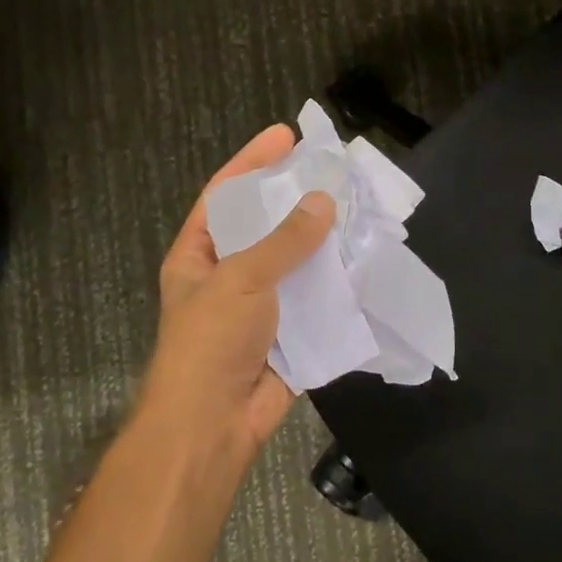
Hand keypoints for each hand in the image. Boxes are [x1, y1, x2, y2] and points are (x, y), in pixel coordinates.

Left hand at [139, 125, 335, 455]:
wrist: (211, 427)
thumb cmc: (211, 342)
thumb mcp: (241, 280)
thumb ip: (283, 242)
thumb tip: (323, 203)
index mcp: (199, 255)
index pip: (224, 194)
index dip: (252, 161)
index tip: (285, 134)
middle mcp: (227, 274)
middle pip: (264, 225)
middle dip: (294, 199)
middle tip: (331, 170)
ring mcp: (258, 306)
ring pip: (294, 262)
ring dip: (321, 241)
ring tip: (356, 209)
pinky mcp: (287, 333)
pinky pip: (314, 299)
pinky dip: (335, 283)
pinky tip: (362, 261)